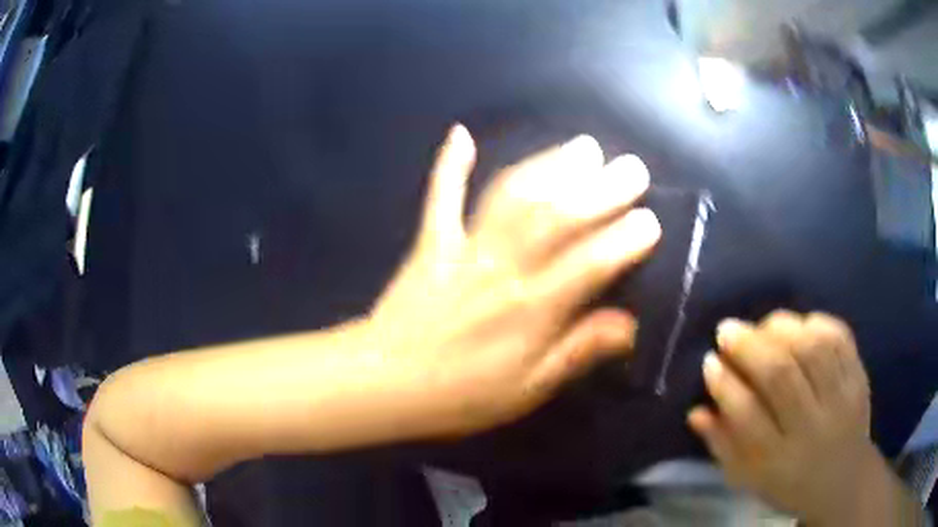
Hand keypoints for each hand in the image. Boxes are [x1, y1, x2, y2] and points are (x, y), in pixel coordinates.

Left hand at [367, 125, 660, 437]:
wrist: (384, 383)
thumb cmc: (460, 396)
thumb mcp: (527, 390)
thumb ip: (578, 352)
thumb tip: (629, 325)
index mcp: (530, 311)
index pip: (590, 264)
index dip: (625, 240)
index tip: (651, 220)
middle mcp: (502, 268)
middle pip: (558, 217)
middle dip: (601, 189)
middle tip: (632, 168)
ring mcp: (463, 248)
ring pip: (512, 196)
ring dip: (549, 166)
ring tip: (583, 147)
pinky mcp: (431, 243)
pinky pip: (441, 196)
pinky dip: (450, 164)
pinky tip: (461, 133)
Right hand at [688, 311, 883, 524]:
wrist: (842, 480)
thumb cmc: (789, 482)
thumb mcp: (749, 479)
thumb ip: (723, 446)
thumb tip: (696, 411)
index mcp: (778, 460)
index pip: (748, 416)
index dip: (725, 385)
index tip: (710, 362)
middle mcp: (811, 428)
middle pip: (781, 375)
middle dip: (749, 346)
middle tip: (727, 330)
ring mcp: (841, 399)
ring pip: (812, 348)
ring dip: (781, 328)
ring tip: (762, 326)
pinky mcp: (859, 377)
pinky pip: (839, 336)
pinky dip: (815, 322)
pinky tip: (798, 325)